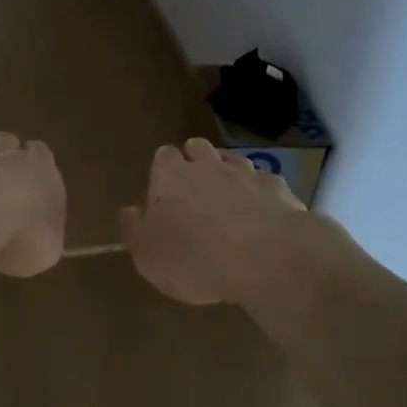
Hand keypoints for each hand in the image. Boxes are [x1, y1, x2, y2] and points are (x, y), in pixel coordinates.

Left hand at [0, 132, 65, 276]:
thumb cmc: (22, 234)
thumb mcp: (47, 250)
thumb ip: (46, 239)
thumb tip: (42, 245)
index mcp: (39, 167)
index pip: (40, 152)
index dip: (34, 162)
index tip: (30, 176)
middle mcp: (4, 152)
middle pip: (5, 140)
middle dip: (2, 153)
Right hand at [121, 138, 306, 305]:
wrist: (267, 257)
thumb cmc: (195, 259)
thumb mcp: (148, 256)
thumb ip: (134, 230)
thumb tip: (129, 211)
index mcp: (171, 176)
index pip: (162, 156)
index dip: (163, 170)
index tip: (163, 193)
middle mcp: (208, 166)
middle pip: (197, 148)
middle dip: (194, 161)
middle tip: (193, 192)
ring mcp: (246, 173)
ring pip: (233, 161)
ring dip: (228, 175)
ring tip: (227, 204)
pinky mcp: (278, 189)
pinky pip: (264, 183)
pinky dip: (259, 195)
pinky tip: (261, 218)